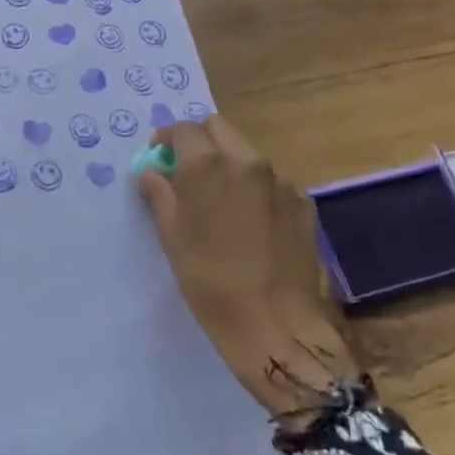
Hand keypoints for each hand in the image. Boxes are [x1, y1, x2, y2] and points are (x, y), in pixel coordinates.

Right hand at [135, 117, 354, 422]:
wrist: (276, 325)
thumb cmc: (210, 280)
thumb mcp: (171, 236)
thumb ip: (159, 194)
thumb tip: (151, 172)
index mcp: (209, 164)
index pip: (183, 129)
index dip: (166, 140)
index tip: (158, 158)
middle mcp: (247, 161)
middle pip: (219, 129)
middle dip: (200, 141)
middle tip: (186, 171)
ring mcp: (280, 182)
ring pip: (247, 153)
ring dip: (229, 164)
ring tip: (219, 200)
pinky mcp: (302, 205)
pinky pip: (271, 182)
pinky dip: (255, 189)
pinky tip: (249, 222)